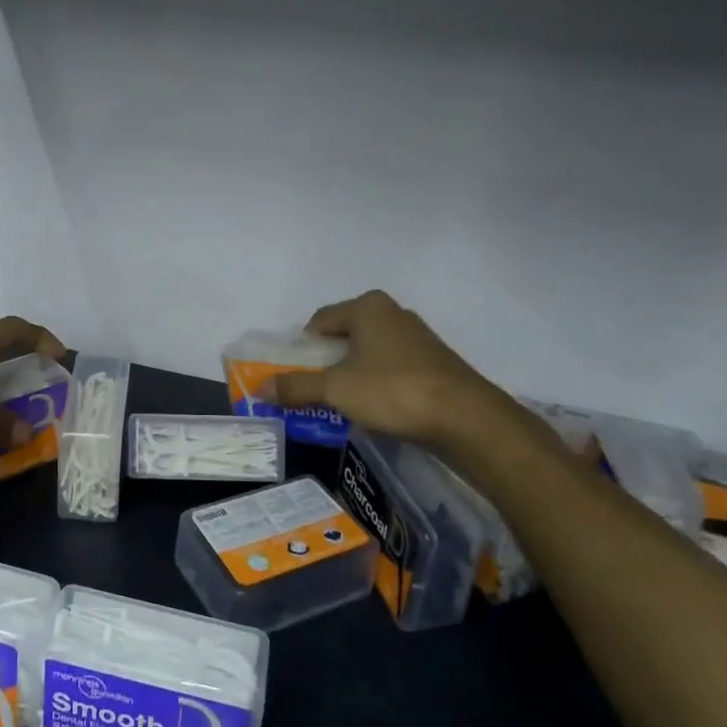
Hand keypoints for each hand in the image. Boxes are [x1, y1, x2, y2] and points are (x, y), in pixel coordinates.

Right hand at [272, 291, 548, 469]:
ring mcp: (417, 337)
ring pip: (370, 353)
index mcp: (367, 307)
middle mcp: (392, 313)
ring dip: (353, 375)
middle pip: (345, 336)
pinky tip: (378, 410)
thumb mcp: (337, 390)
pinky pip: (392, 368)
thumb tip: (260, 388)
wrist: (466, 418)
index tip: (294, 375)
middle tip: (315, 392)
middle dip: (327, 363)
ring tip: (344, 405)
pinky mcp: (434, 361)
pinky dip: (379, 384)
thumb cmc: (394, 391)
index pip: (320, 321)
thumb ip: (297, 387)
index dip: (302, 348)